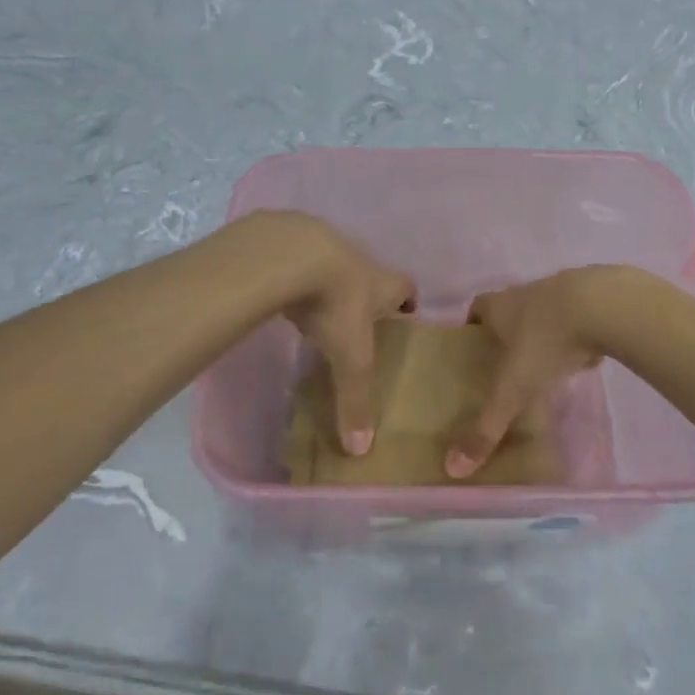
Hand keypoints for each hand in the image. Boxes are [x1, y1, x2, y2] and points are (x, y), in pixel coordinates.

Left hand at [256, 212, 415, 455]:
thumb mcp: (350, 356)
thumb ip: (355, 399)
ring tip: (321, 311)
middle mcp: (361, 262)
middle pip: (373, 276)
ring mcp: (326, 247)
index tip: (405, 317)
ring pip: (336, 267)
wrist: (292, 254)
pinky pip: (301, 262)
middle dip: (369, 296)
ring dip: (332, 285)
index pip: (407, 289)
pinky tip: (286, 295)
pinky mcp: (292, 244)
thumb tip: (360, 450)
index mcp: (384, 284)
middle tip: (361, 322)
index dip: (408, 302)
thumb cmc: (337, 303)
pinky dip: (298, 277)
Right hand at [448, 267, 626, 478]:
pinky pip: (577, 319)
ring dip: (542, 334)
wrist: (604, 306)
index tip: (471, 348)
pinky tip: (580, 359)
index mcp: (500, 306)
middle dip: (506, 333)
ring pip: (544, 313)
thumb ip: (486, 427)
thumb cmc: (545, 341)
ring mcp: (562, 293)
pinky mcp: (594, 300)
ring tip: (542, 367)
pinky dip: (575, 337)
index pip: (477, 308)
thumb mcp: (512, 389)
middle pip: (510, 309)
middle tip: (504, 365)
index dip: (472, 326)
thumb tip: (452, 468)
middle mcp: (526, 294)